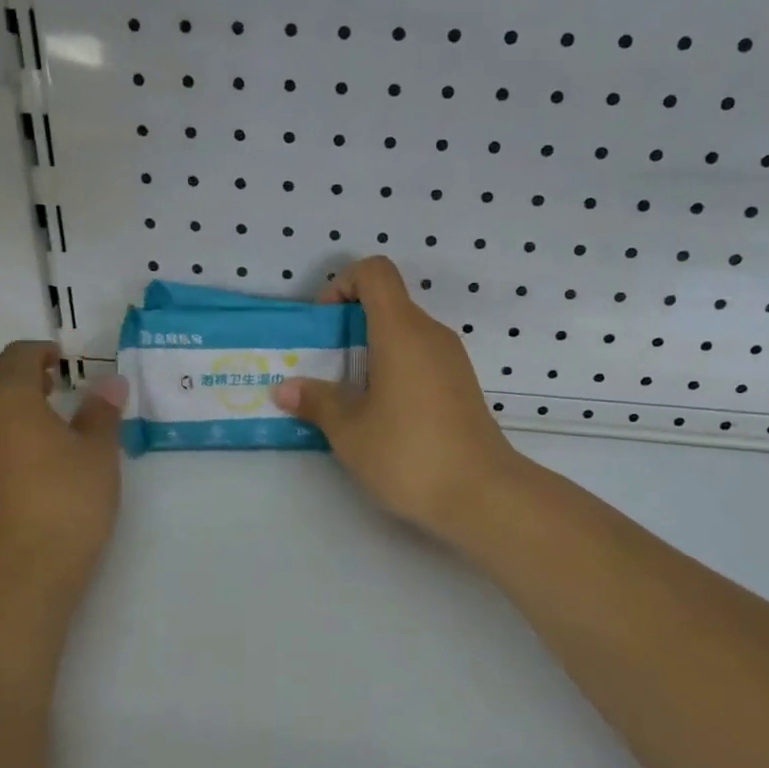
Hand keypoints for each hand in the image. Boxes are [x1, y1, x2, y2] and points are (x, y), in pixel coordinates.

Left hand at [0, 342, 127, 586]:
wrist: (12, 575)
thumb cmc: (64, 502)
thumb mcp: (97, 454)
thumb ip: (101, 413)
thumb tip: (110, 382)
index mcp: (5, 397)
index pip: (18, 356)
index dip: (42, 353)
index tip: (63, 363)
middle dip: (19, 382)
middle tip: (52, 395)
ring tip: (32, 437)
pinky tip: (10, 477)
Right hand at [272, 256, 520, 541]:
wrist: (484, 496)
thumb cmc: (409, 454)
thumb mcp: (350, 431)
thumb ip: (316, 402)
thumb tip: (284, 388)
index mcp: (401, 330)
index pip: (374, 271)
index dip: (342, 285)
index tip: (326, 327)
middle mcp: (430, 334)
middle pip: (387, 303)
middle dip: (349, 326)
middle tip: (325, 369)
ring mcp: (451, 360)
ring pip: (403, 333)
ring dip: (371, 352)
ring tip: (348, 396)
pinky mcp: (461, 385)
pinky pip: (420, 358)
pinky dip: (394, 369)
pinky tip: (381, 414)